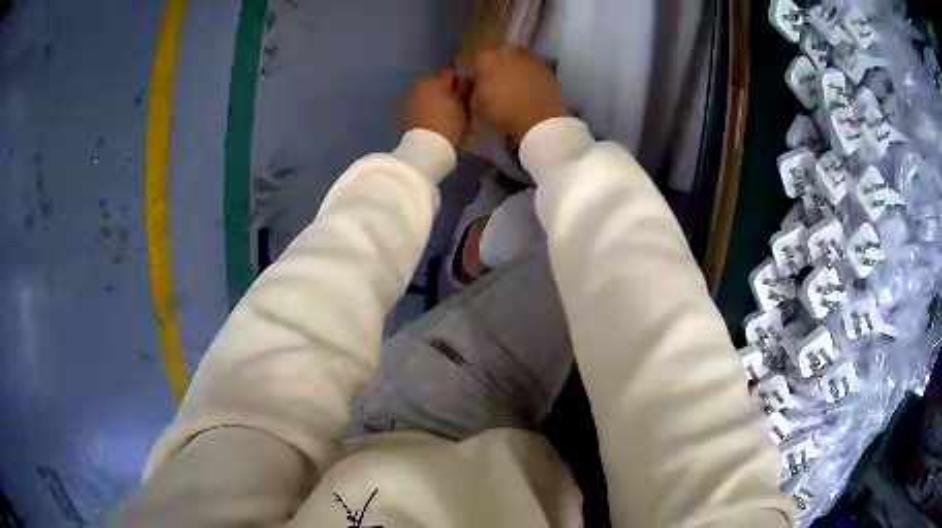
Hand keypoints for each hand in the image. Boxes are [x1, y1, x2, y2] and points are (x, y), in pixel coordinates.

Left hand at [404, 70, 472, 146]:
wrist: (426, 147)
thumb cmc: (449, 123)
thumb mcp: (464, 103)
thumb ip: (465, 87)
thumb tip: (463, 79)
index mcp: (433, 79)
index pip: (451, 73)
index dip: (461, 83)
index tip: (466, 96)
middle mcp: (417, 84)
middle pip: (437, 82)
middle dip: (446, 90)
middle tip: (456, 105)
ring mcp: (408, 98)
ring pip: (427, 93)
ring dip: (434, 99)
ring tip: (443, 113)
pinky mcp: (403, 112)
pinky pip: (419, 105)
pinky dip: (426, 108)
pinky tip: (432, 119)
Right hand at [471, 46, 568, 142]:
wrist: (539, 119)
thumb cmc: (502, 111)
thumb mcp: (476, 105)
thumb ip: (474, 89)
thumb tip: (477, 84)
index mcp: (485, 56)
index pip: (474, 58)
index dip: (475, 70)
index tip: (477, 81)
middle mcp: (506, 49)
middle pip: (496, 53)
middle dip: (494, 64)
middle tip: (496, 81)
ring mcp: (528, 55)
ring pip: (515, 57)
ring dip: (512, 66)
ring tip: (514, 84)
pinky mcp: (544, 64)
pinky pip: (530, 66)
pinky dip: (528, 73)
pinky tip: (528, 86)